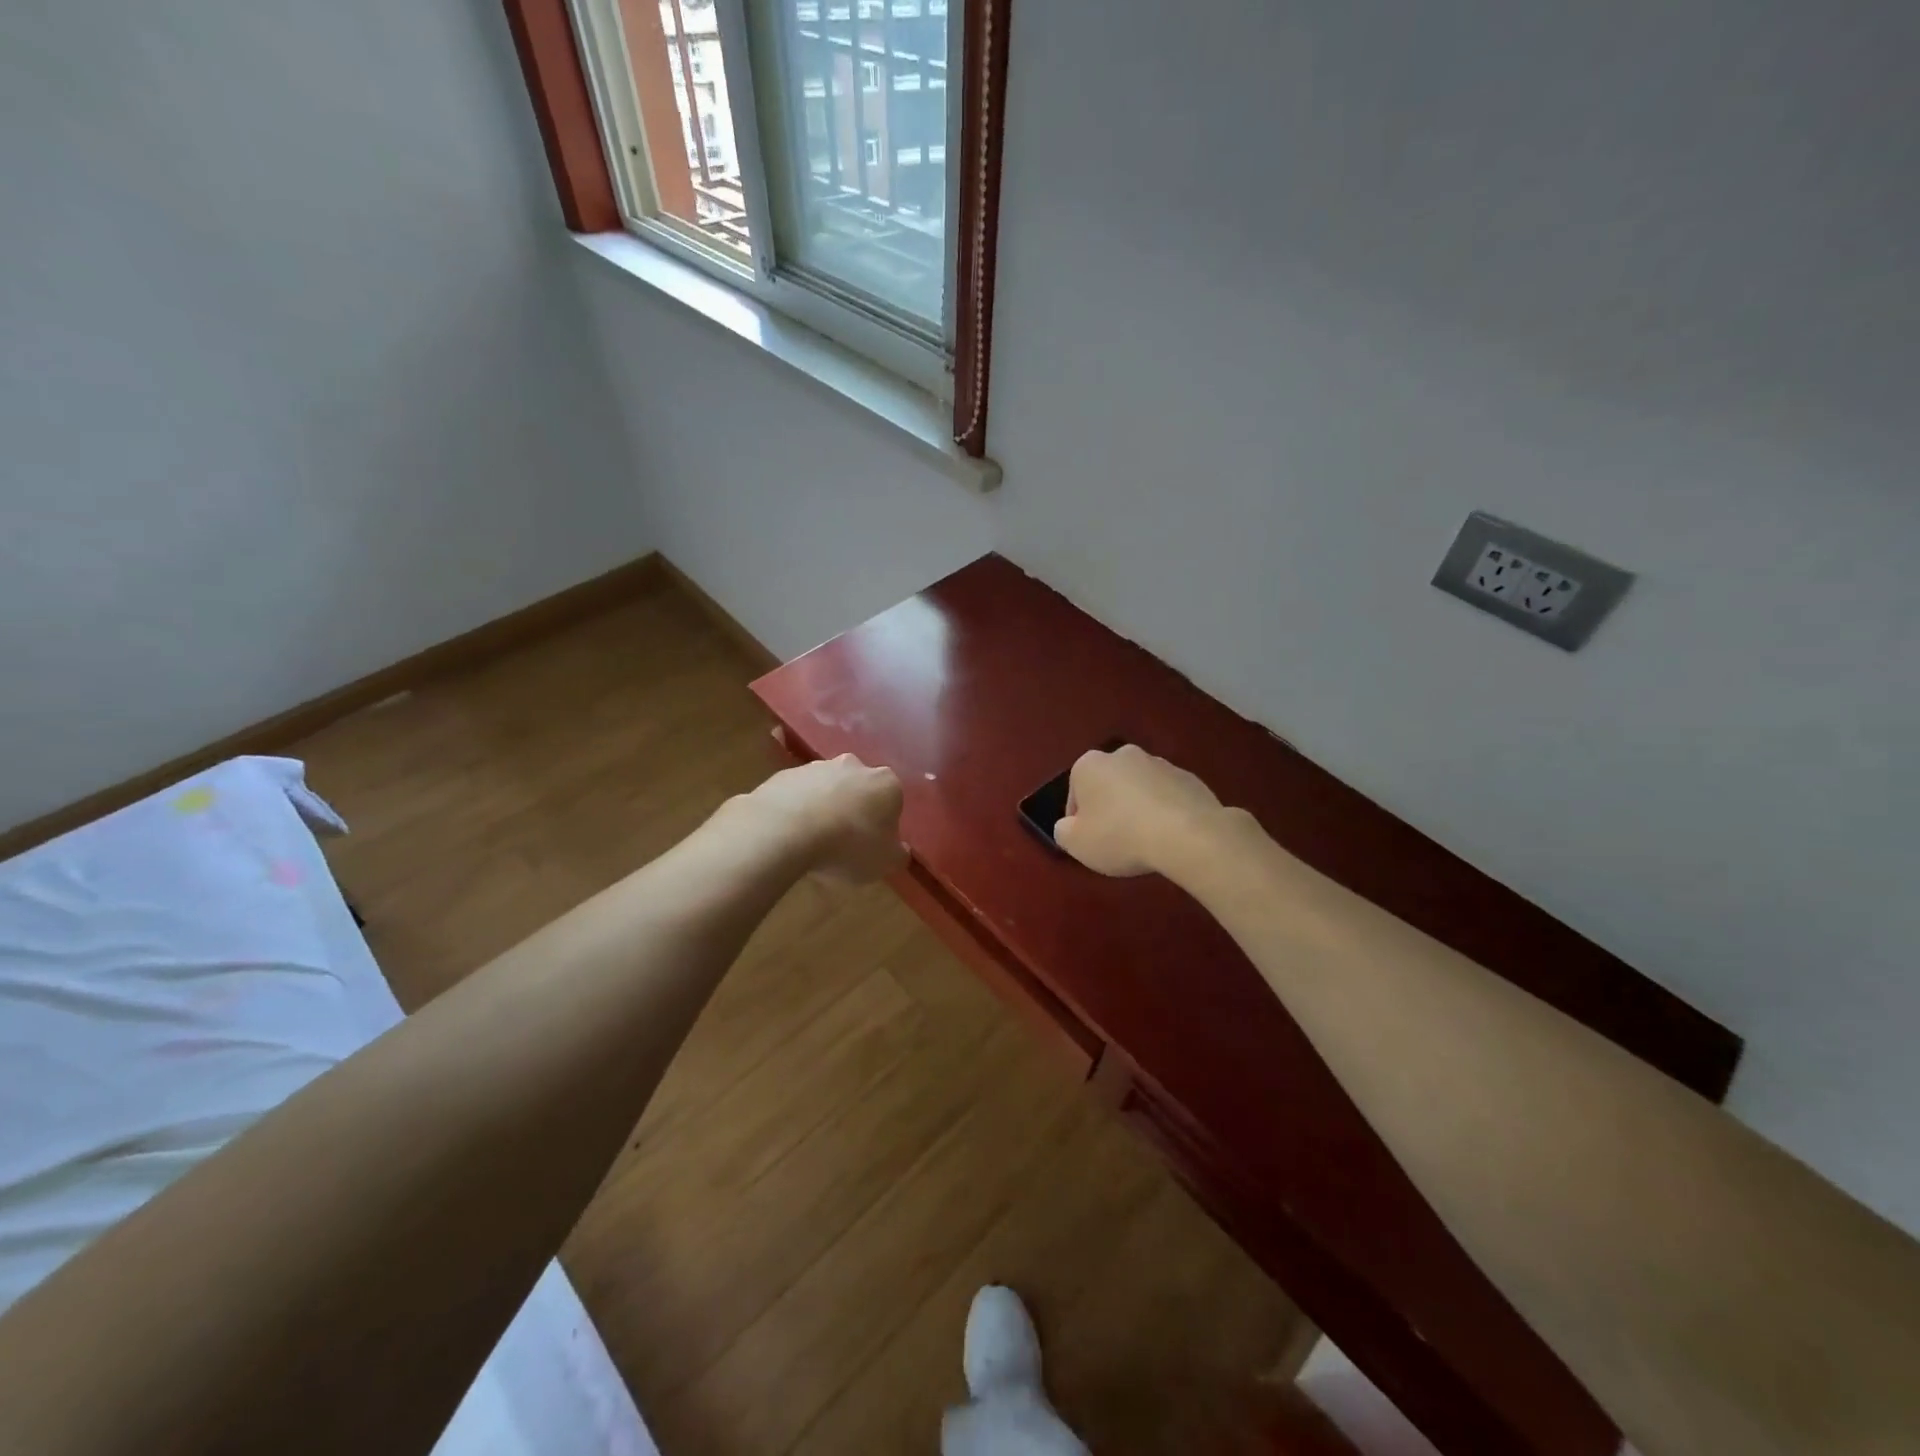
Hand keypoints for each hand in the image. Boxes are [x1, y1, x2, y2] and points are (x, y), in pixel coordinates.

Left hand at [750, 754, 905, 883]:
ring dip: (823, 808)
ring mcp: (815, 767)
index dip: (884, 823)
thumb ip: (897, 854)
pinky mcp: (783, 775)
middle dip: (854, 808)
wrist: (785, 831)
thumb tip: (898, 849)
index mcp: (885, 783)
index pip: (892, 800)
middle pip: (858, 788)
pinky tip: (788, 834)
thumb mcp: (886, 862)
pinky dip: (795, 810)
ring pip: (826, 788)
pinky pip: (796, 795)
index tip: (874, 844)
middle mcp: (854, 766)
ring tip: (811, 841)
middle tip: (844, 841)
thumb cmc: (848, 846)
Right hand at [1054, 744, 1231, 878]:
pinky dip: (1165, 811)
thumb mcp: (1077, 844)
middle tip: (1116, 839)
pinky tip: (1169, 835)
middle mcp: (1123, 755)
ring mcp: (1159, 763)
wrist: (1186, 834)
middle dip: (1110, 807)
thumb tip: (1068, 826)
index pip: (1075, 793)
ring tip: (1146, 839)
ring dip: (1138, 807)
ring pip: (1139, 788)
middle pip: (1108, 785)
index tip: (1089, 841)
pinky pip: (1168, 796)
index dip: (1079, 820)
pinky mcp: (1188, 777)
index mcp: (1089, 765)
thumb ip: (1064, 832)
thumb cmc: (1120, 836)